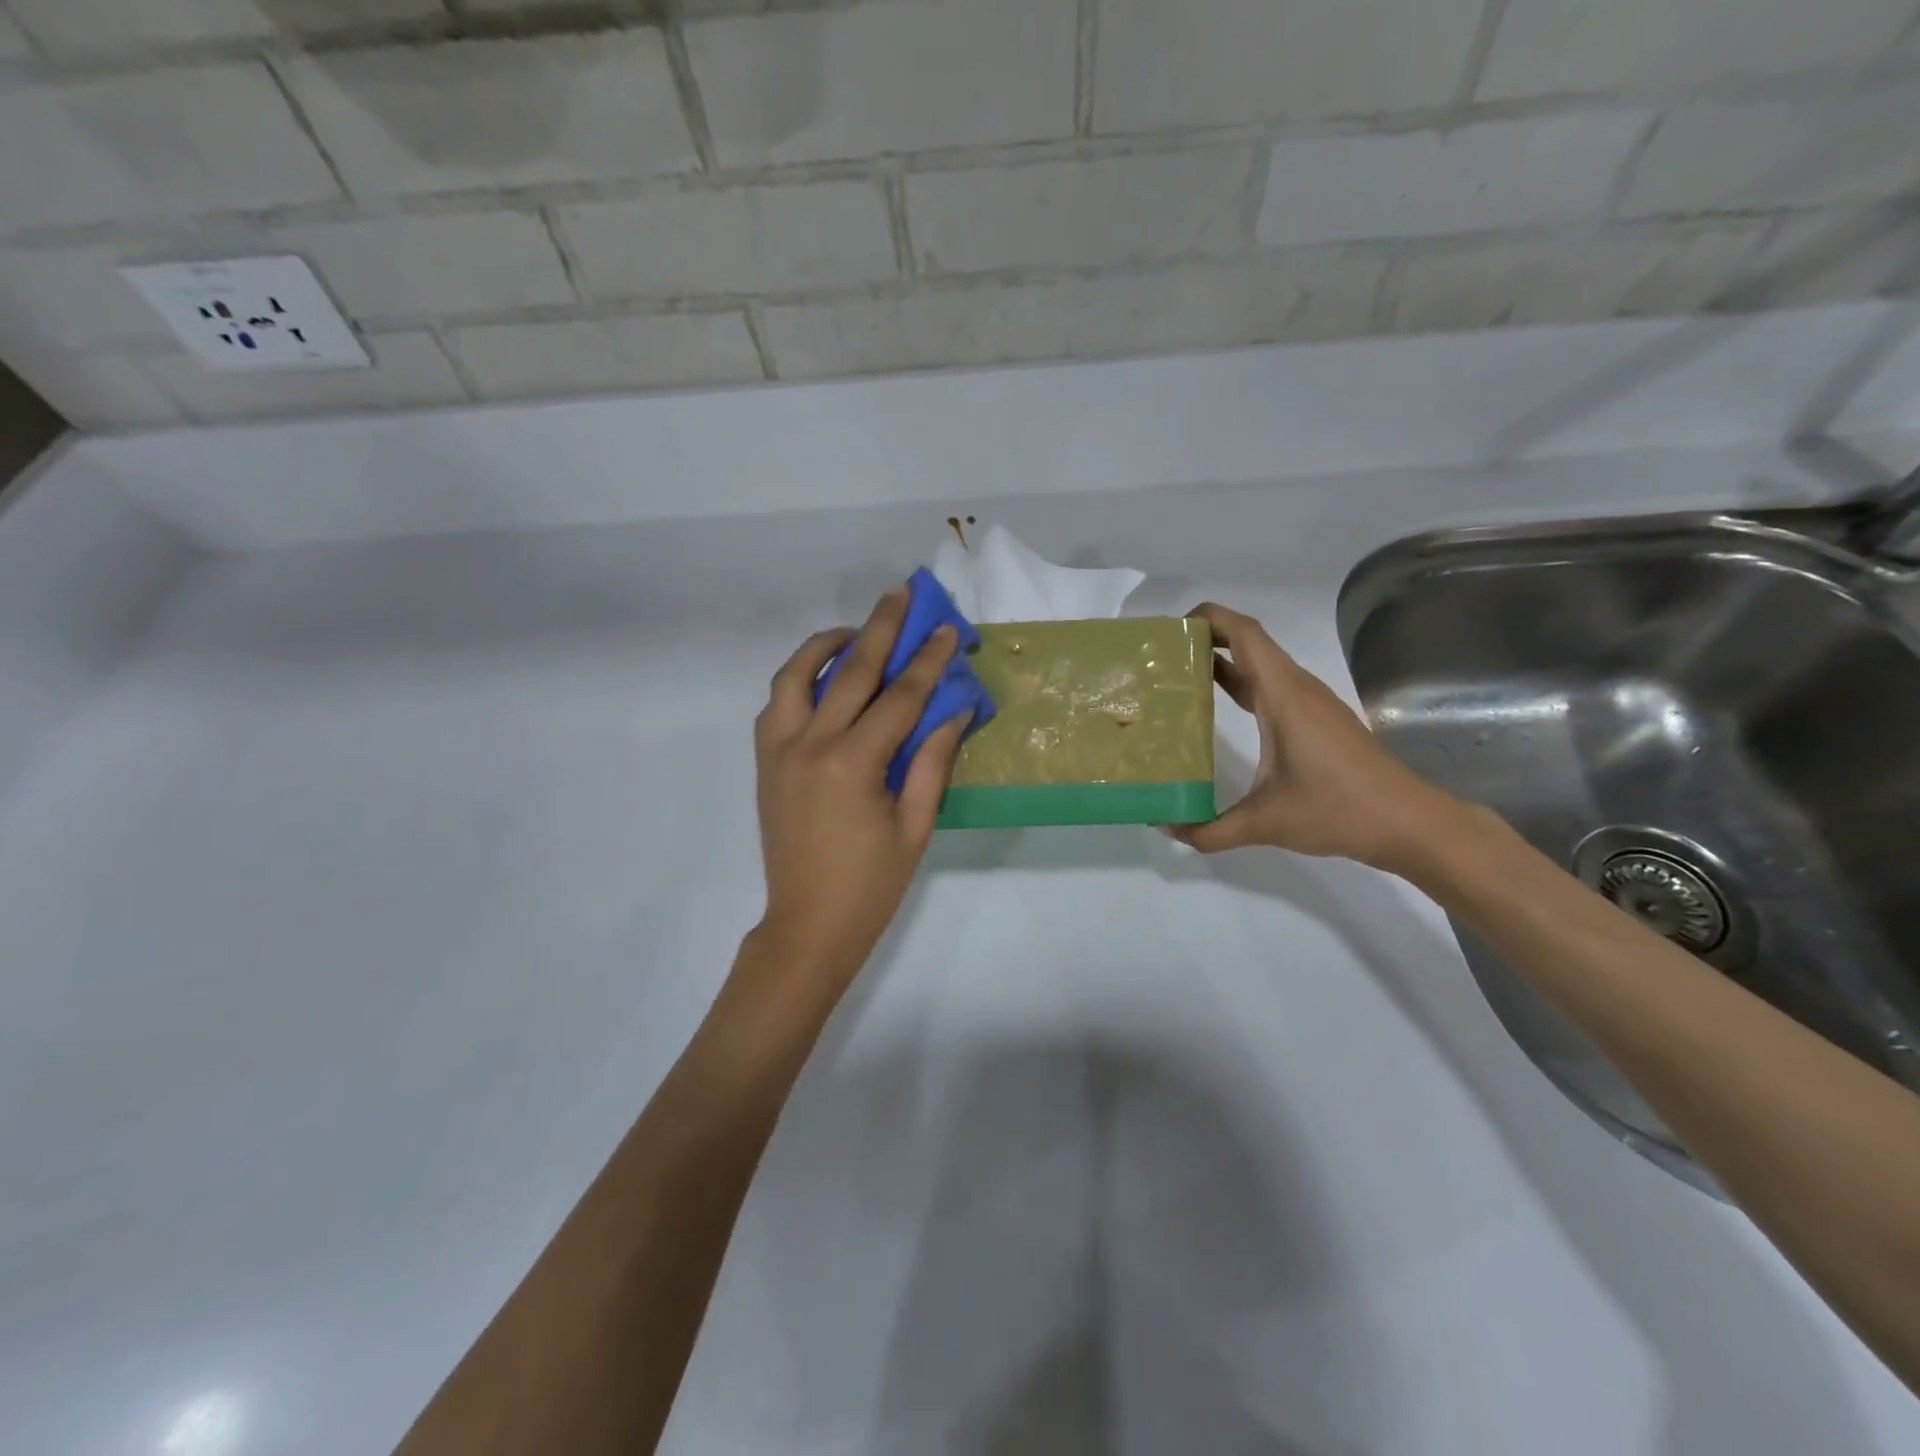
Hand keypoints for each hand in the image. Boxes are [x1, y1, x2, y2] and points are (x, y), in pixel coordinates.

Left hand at [747, 588, 967, 993]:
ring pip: (795, 676)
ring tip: (855, 632)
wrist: (807, 926)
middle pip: (848, 671)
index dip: (927, 660)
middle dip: (880, 629)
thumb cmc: (871, 884)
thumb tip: (956, 708)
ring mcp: (779, 751)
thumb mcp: (915, 825)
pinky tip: (823, 679)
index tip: (945, 627)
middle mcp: (809, 745)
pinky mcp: (764, 762)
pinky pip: (777, 703)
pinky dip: (799, 679)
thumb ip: (933, 761)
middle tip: (900, 593)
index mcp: (853, 764)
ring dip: (826, 645)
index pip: (899, 697)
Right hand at [1175, 602, 1465, 873]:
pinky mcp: (1318, 719)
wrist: (1408, 822)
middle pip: (1249, 642)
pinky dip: (1242, 683)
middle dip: (1205, 639)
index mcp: (1284, 696)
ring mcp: (1311, 702)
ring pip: (1261, 665)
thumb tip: (1169, 829)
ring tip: (1180, 677)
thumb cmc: (1338, 810)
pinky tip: (1219, 709)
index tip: (1170, 632)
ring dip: (1223, 661)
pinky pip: (1272, 686)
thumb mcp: (1266, 823)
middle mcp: (1297, 689)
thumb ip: (1211, 830)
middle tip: (1162, 657)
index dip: (1208, 618)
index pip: (1244, 634)